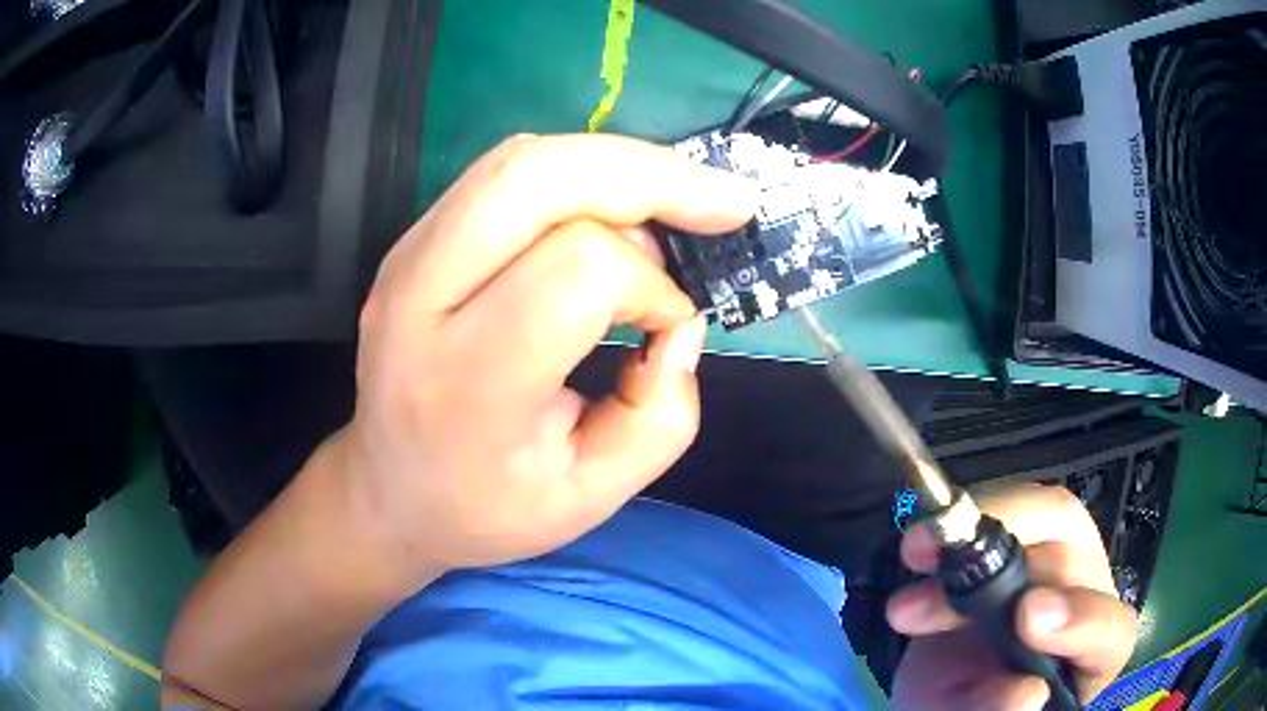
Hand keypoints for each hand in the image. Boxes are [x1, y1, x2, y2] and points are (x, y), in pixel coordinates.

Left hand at [338, 134, 754, 577]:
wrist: (390, 491)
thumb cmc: (487, 507)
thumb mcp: (594, 497)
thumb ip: (662, 413)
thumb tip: (682, 320)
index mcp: (468, 384)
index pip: (576, 271)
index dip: (648, 286)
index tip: (670, 325)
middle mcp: (421, 300)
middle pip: (536, 178)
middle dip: (650, 175)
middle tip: (724, 202)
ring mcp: (407, 259)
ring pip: (520, 160)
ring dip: (616, 167)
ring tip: (675, 203)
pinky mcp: (413, 242)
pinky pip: (504, 175)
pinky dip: (578, 174)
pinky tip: (615, 207)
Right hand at [887, 484, 1137, 709]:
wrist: (946, 673)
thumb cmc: (964, 701)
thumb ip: (994, 708)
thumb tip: (1027, 694)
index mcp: (1091, 654)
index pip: (1108, 630)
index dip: (1079, 619)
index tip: (1027, 618)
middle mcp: (1088, 595)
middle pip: (1071, 562)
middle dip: (997, 574)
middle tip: (923, 602)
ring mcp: (1063, 553)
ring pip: (1050, 514)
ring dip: (979, 529)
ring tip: (916, 555)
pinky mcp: (1032, 525)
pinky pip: (1013, 503)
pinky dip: (966, 516)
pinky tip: (927, 545)